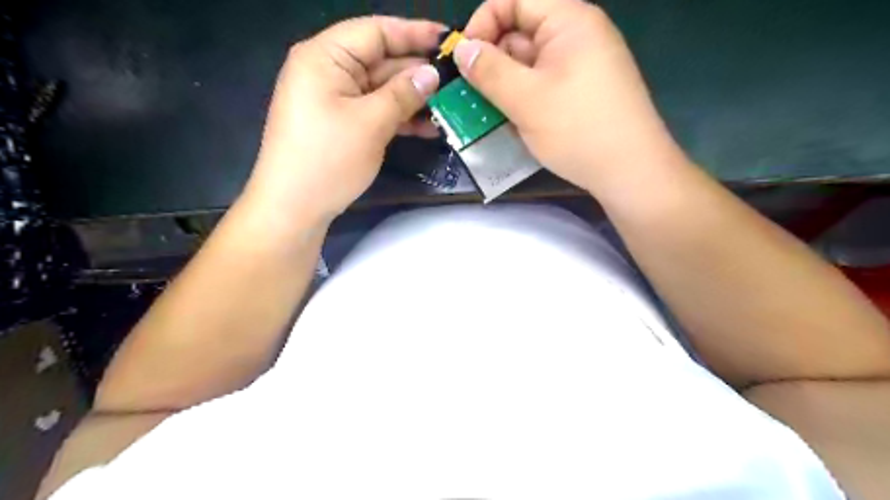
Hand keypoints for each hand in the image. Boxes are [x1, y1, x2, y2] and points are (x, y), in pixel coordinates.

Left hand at [241, 15, 442, 225]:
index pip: (376, 32)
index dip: (414, 33)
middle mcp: (328, 71)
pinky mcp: (341, 123)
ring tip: (449, 107)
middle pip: (380, 60)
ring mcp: (334, 99)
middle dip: (417, 72)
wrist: (294, 208)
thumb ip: (403, 94)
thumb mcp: (370, 123)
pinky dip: (399, 118)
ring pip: (381, 89)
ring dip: (413, 99)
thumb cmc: (327, 160)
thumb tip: (432, 74)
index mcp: (325, 57)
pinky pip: (374, 111)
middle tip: (456, 81)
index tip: (449, 40)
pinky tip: (428, 127)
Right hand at [458, 0, 686, 192]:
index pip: (514, 0)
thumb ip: (489, 71)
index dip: (484, 23)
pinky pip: (541, 86)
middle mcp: (576, 36)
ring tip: (488, 114)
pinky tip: (512, 123)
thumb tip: (461, 50)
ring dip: (504, 87)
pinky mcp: (580, 92)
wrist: (630, 172)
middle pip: (520, 33)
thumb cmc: (579, 129)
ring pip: (528, 65)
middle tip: (471, 96)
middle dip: (492, 62)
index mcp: (569, 21)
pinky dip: (522, 100)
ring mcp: (580, 66)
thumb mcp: (526, 99)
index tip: (464, 60)